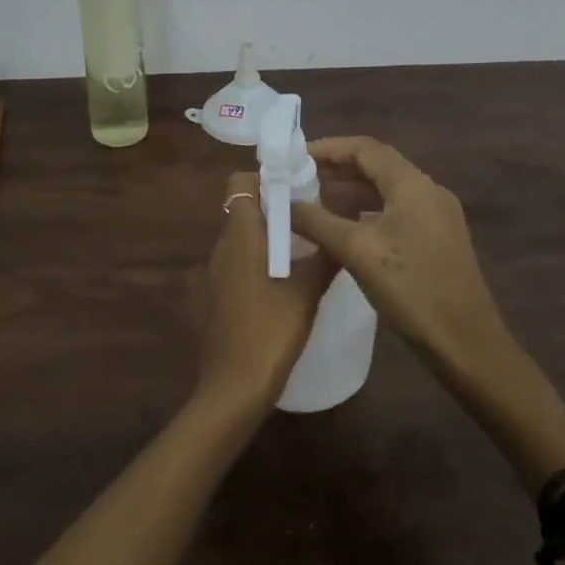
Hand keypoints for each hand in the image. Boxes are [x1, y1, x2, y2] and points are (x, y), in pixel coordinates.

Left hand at [196, 171, 334, 414]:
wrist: (233, 386)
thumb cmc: (271, 330)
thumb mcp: (307, 292)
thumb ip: (326, 257)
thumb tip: (346, 230)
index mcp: (240, 234)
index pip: (240, 183)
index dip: (265, 178)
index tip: (298, 187)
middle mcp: (223, 246)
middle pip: (244, 208)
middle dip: (276, 206)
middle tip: (314, 217)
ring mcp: (217, 272)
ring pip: (243, 237)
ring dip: (270, 235)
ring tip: (308, 247)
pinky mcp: (218, 295)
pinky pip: (240, 262)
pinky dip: (261, 259)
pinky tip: (288, 280)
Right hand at [290, 137, 509, 379]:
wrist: (467, 345)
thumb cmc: (411, 290)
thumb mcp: (356, 251)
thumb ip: (315, 221)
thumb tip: (280, 202)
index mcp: (413, 185)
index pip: (365, 148)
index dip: (328, 147)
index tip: (294, 157)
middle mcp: (429, 191)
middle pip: (377, 165)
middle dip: (337, 168)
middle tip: (299, 177)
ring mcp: (438, 217)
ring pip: (388, 189)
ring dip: (352, 190)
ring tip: (315, 198)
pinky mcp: (439, 241)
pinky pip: (397, 211)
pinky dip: (368, 210)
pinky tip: (346, 227)